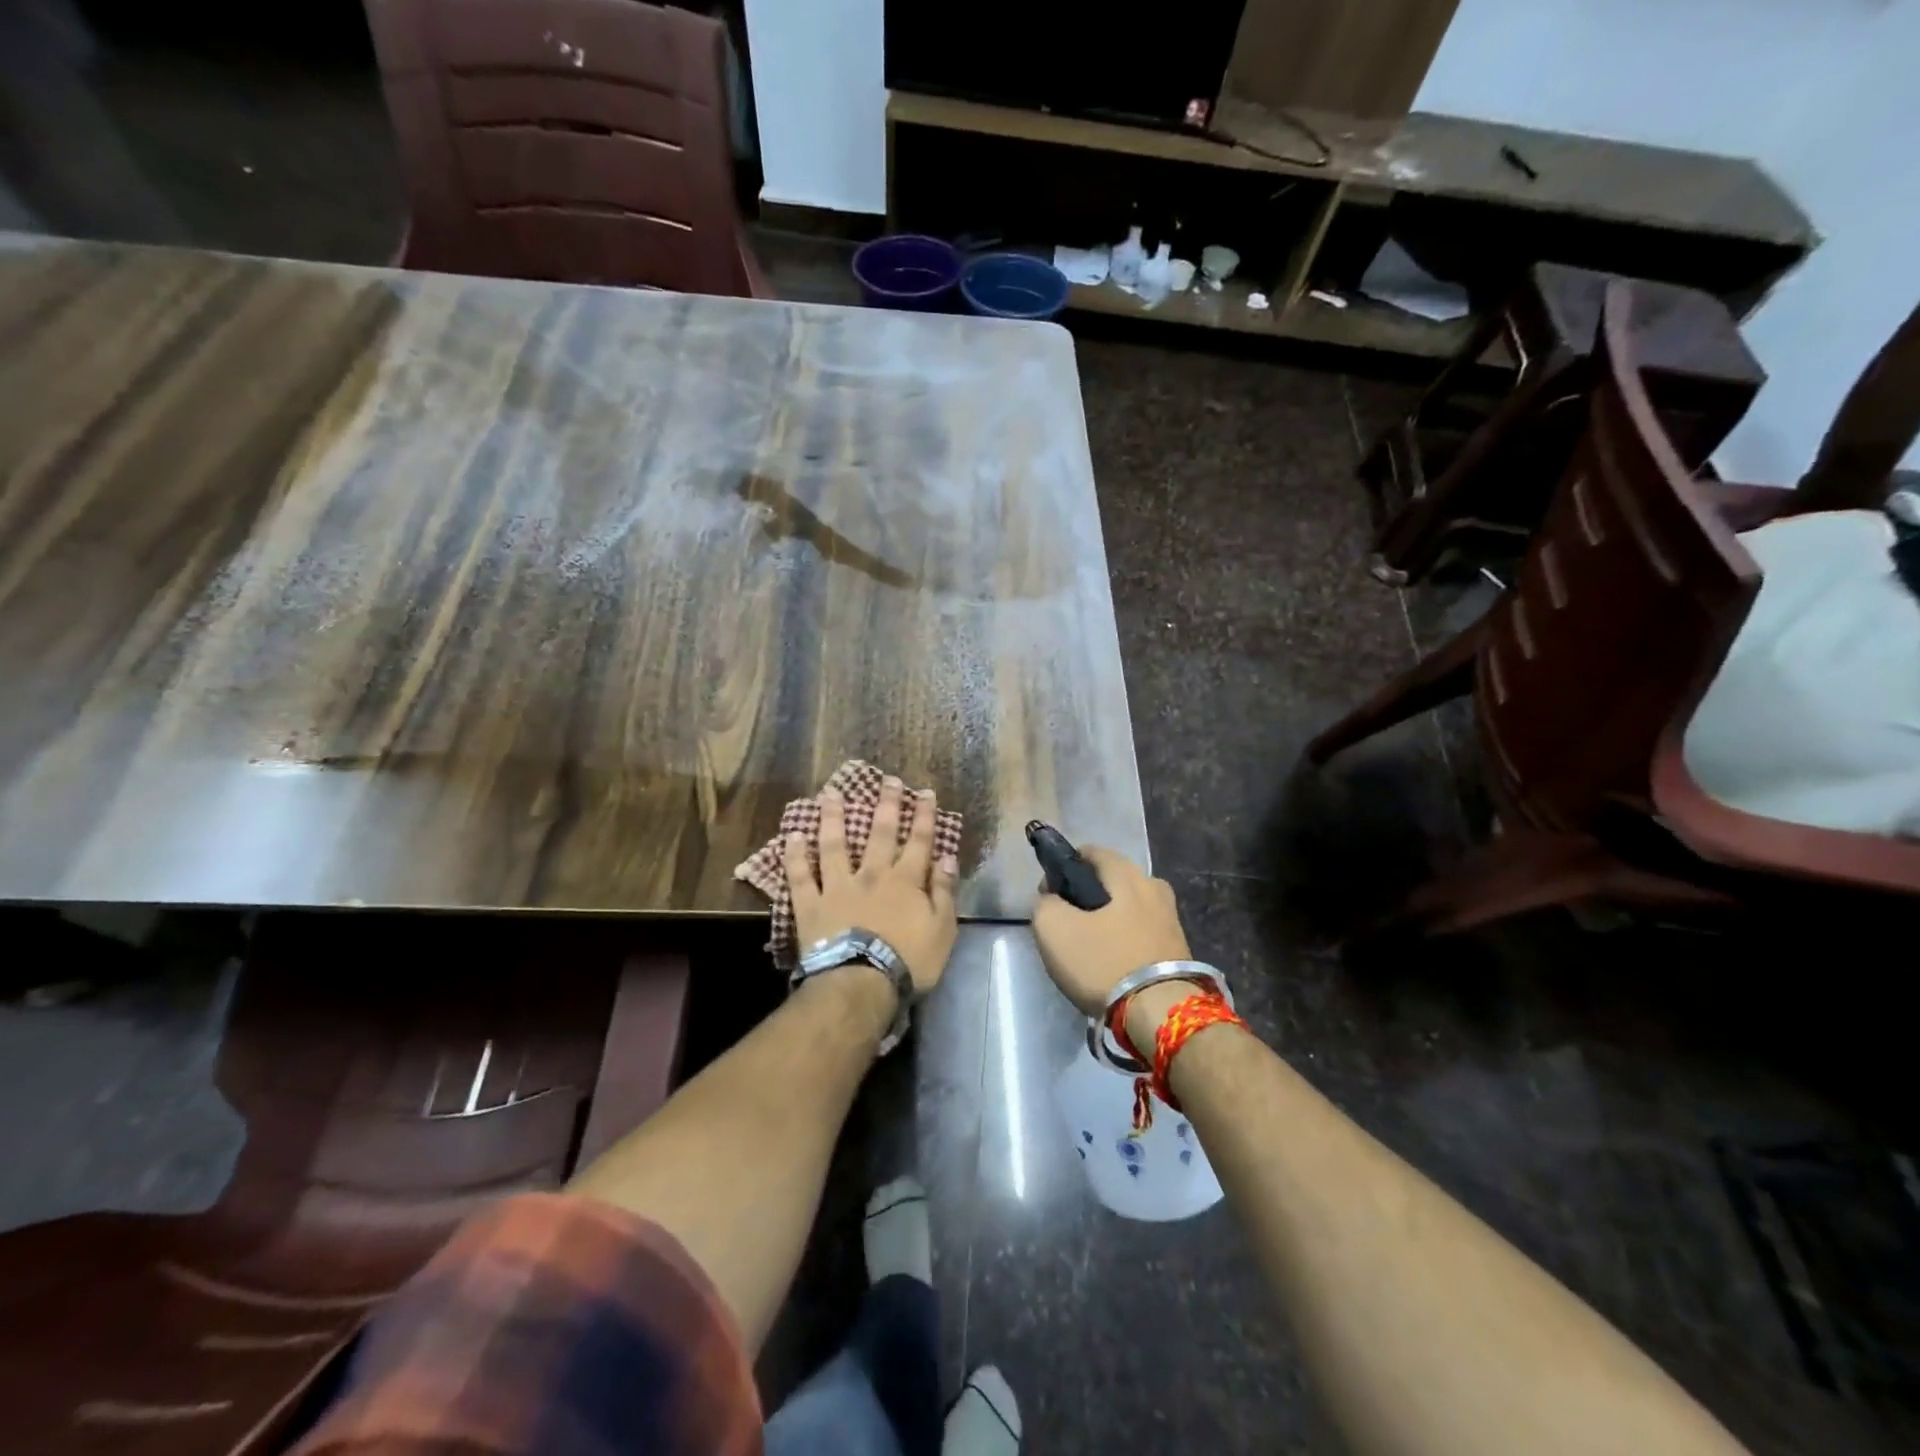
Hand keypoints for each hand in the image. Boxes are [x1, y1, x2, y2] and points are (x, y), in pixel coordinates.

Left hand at [784, 778, 959, 994]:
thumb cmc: (908, 961)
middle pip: (880, 833)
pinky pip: (801, 876)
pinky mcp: (811, 905)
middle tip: (887, 780)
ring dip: (833, 817)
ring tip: (830, 793)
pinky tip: (792, 835)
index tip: (926, 793)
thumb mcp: (942, 930)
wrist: (861, 984)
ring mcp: (838, 887)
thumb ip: (944, 892)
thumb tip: (947, 858)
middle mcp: (872, 875)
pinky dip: (795, 855)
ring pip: (835, 845)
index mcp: (906, 881)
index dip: (924, 816)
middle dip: (886, 804)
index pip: (919, 841)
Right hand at [1031, 846, 1190, 1015]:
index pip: (1092, 852)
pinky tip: (1112, 963)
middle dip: (1089, 895)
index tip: (1050, 893)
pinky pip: (1142, 935)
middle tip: (1068, 923)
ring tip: (1089, 948)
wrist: (1161, 1015)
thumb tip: (1052, 899)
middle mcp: (1155, 888)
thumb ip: (1045, 904)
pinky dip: (1125, 942)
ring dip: (1109, 921)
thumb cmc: (1103, 962)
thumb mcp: (1053, 929)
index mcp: (1128, 874)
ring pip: (1130, 909)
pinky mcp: (1179, 951)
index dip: (1065, 867)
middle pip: (1114, 881)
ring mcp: (1171, 921)